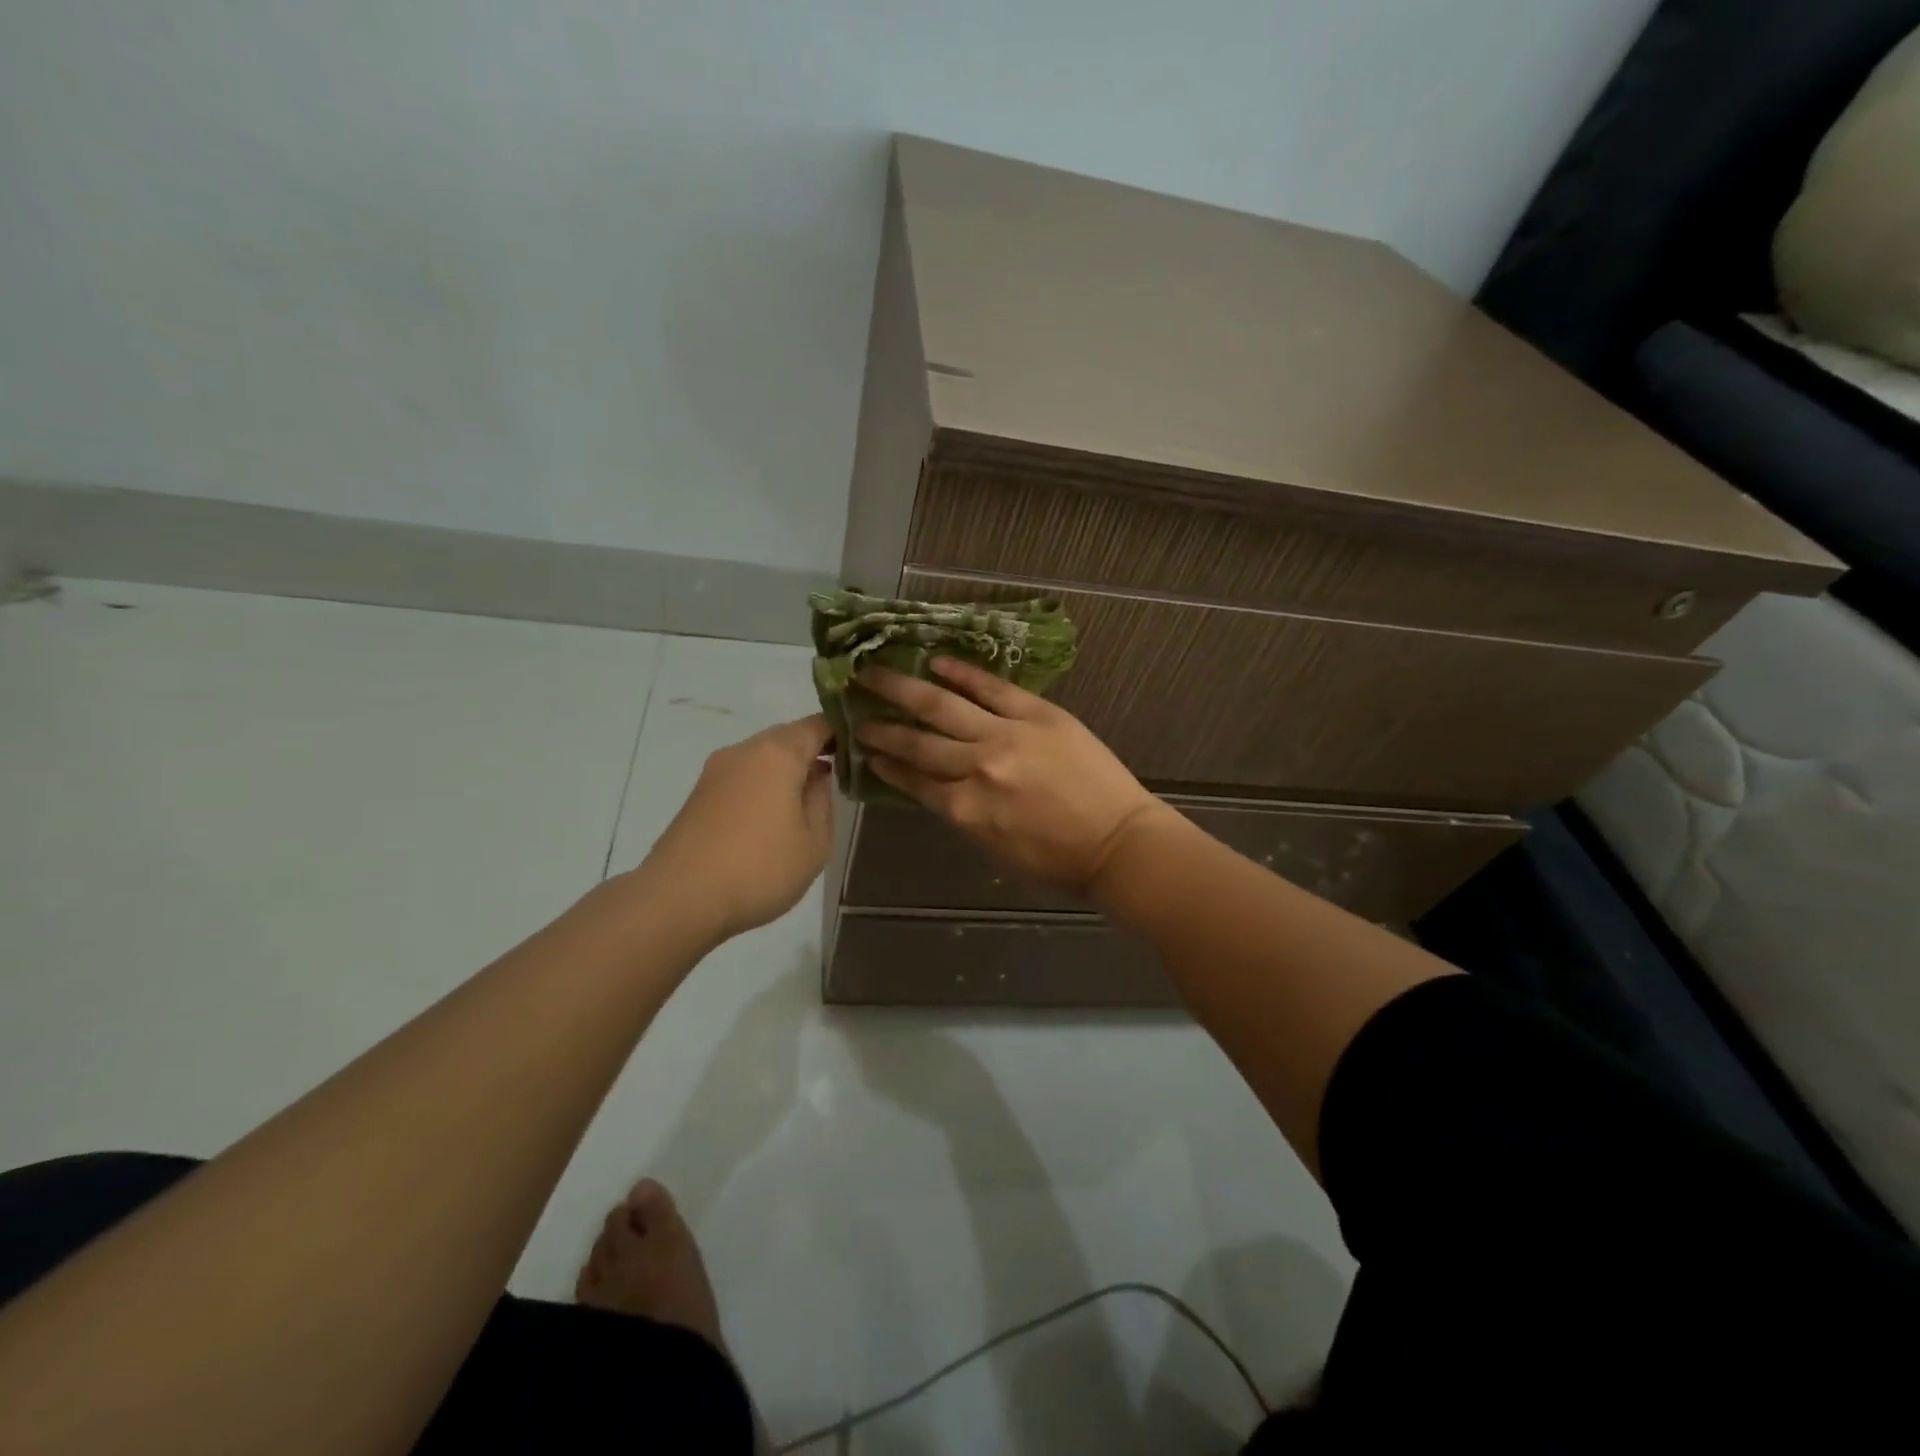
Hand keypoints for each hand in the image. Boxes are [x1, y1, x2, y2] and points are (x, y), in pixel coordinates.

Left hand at [639, 715, 834, 939]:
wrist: (679, 899)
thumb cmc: (759, 869)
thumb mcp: (814, 843)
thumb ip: (822, 801)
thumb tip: (817, 777)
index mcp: (777, 754)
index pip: (816, 725)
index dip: (840, 733)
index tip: (858, 751)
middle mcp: (743, 751)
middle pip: (786, 738)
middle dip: (812, 751)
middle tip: (836, 778)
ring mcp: (715, 772)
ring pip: (761, 758)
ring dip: (785, 771)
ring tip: (804, 802)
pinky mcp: (698, 795)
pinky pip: (741, 777)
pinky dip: (762, 786)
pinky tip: (770, 817)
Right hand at [854, 659, 1172, 895]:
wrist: (1117, 842)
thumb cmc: (1056, 860)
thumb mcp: (994, 848)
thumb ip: (960, 813)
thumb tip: (934, 786)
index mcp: (964, 810)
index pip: (912, 780)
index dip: (884, 765)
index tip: (863, 750)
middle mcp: (976, 769)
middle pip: (917, 741)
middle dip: (881, 727)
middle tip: (855, 710)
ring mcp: (1007, 735)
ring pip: (942, 707)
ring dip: (903, 689)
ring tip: (874, 674)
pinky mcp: (1038, 714)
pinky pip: (992, 687)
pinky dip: (962, 673)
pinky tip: (937, 662)